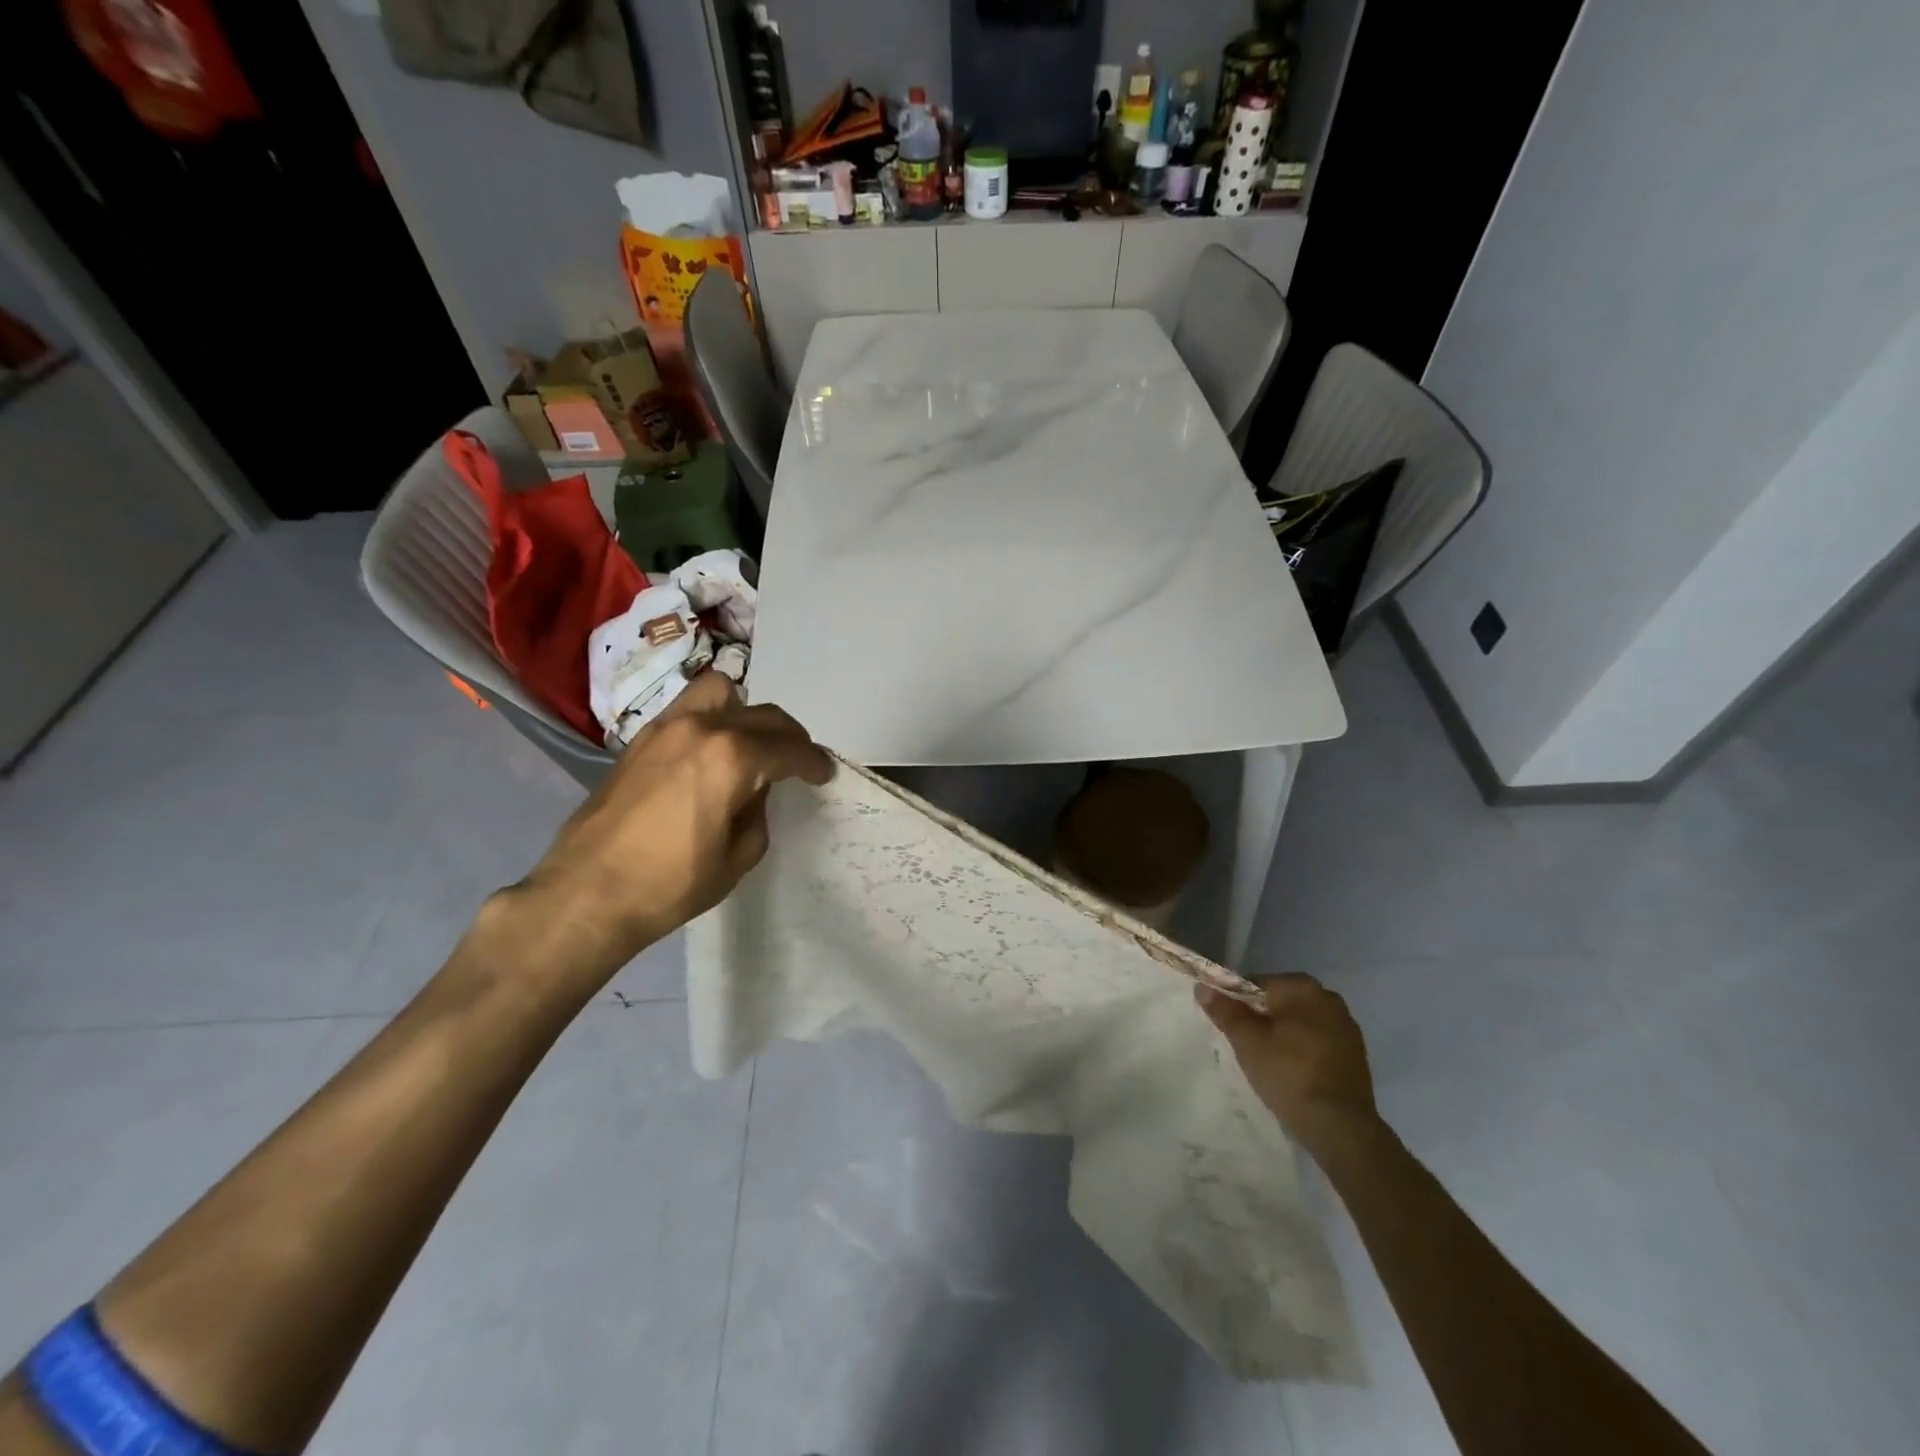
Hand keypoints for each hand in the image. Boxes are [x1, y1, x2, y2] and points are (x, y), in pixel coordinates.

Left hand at [503, 672, 831, 984]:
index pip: (790, 749)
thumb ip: (758, 812)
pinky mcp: (641, 738)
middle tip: (797, 761)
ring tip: (751, 743)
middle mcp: (703, 728)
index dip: (814, 762)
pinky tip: (712, 752)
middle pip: (763, 715)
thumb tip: (754, 791)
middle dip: (789, 737)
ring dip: (747, 712)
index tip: (824, 773)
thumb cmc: (671, 884)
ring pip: (721, 692)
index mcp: (733, 758)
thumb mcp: (738, 856)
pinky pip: (690, 709)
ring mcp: (667, 727)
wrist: (587, 894)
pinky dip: (713, 718)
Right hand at [1197, 974, 1380, 1157]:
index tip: (1228, 1025)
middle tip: (1245, 1045)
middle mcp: (1329, 999)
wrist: (1341, 1127)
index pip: (1257, 983)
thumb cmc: (1289, 1074)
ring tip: (1267, 1062)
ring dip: (1283, 1035)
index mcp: (1303, 987)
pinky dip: (1302, 1051)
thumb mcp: (1247, 1042)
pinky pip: (1318, 1042)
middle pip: (1280, 1002)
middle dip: (1261, 1018)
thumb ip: (1225, 1011)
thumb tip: (1203, 987)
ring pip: (1300, 1023)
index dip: (1236, 1002)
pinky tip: (1292, 1073)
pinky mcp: (1356, 1055)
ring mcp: (1347, 1028)